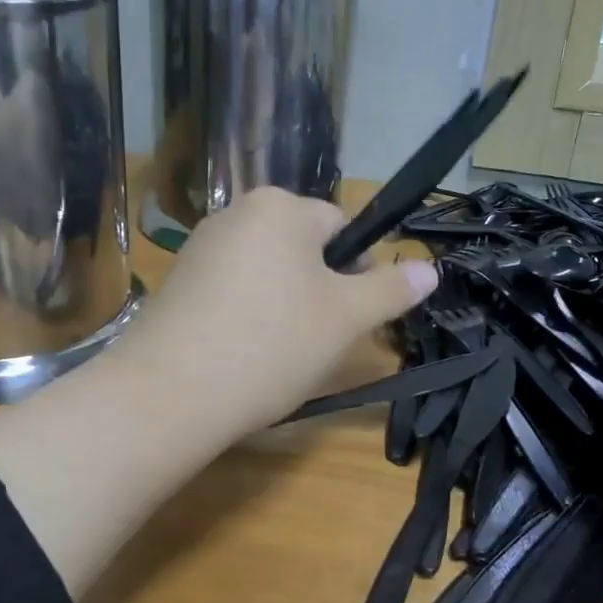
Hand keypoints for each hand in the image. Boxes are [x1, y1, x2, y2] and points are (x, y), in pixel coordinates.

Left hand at [109, 188, 437, 440]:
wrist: (170, 394)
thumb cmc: (271, 344)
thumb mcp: (345, 318)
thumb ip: (390, 289)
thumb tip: (432, 268)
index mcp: (279, 207)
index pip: (342, 227)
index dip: (356, 273)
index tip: (348, 318)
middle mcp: (235, 213)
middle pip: (302, 248)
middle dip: (318, 290)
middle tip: (315, 340)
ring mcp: (199, 248)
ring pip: (267, 273)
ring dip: (283, 305)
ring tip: (276, 353)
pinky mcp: (176, 283)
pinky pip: (231, 291)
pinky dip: (245, 316)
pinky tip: (241, 354)